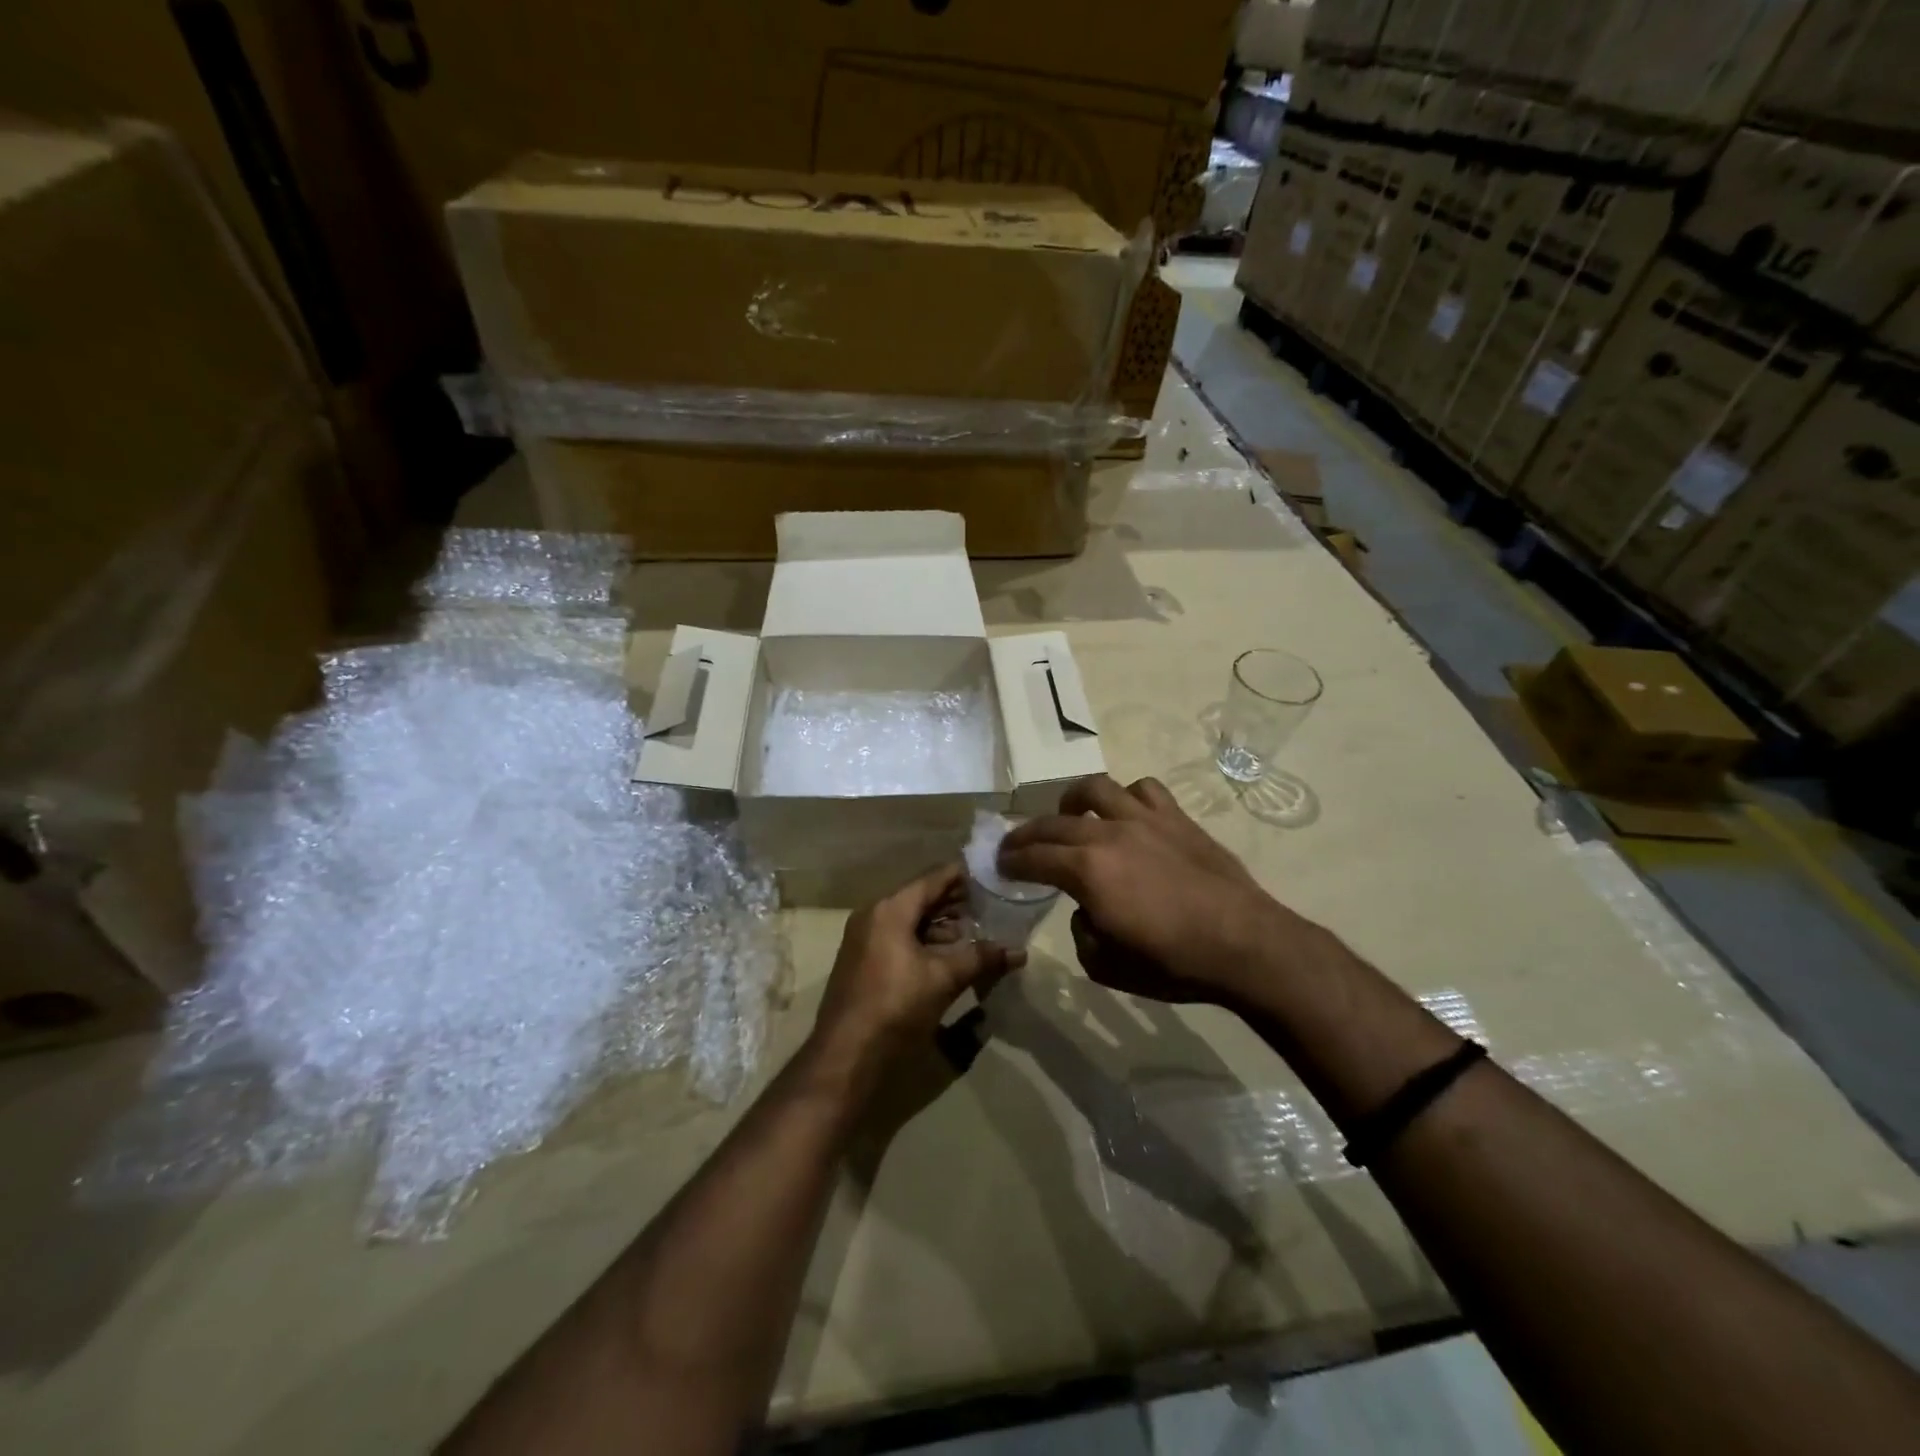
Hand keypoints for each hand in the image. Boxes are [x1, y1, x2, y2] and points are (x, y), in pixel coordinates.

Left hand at [806, 864, 1023, 1095]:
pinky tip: (948, 955)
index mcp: (890, 909)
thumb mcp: (944, 979)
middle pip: (920, 898)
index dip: (962, 876)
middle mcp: (873, 915)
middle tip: (989, 904)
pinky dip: (924, 941)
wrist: (846, 1055)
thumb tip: (1019, 951)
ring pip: (909, 921)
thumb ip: (981, 958)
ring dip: (940, 925)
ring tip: (974, 931)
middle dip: (954, 902)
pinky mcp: (863, 962)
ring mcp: (864, 939)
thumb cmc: (896, 1005)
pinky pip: (898, 939)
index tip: (990, 875)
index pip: (932, 879)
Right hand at [999, 774, 1323, 1005]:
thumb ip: (1081, 932)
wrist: (1243, 944)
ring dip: (1071, 801)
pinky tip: (1127, 814)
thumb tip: (1085, 910)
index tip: (999, 864)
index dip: (1011, 860)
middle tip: (1015, 845)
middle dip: (1026, 834)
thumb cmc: (1172, 962)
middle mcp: (1108, 833)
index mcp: (1086, 870)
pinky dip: (1126, 798)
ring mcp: (1144, 819)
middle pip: (1053, 823)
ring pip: (1095, 789)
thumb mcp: (1106, 965)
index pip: (1033, 857)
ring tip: (1069, 815)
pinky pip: (1143, 790)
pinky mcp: (1176, 817)